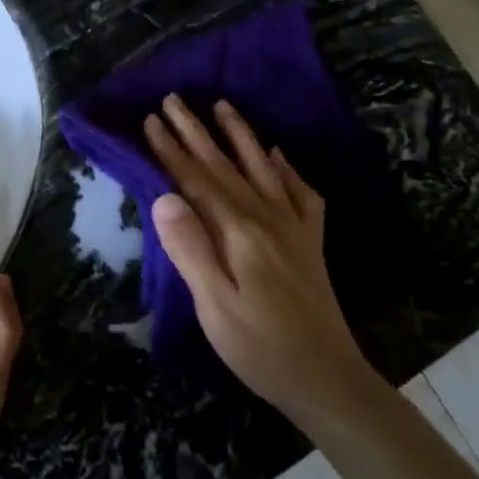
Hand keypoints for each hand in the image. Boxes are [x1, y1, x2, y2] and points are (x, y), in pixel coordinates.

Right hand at [144, 95, 369, 415]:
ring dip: (240, 135)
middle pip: (225, 166)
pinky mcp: (311, 242)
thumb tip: (163, 197)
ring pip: (262, 168)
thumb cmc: (260, 347)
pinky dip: (287, 169)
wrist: (327, 379)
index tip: (150, 120)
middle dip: (196, 131)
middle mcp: (268, 218)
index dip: (171, 150)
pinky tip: (278, 155)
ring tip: (223, 106)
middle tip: (173, 99)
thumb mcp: (214, 305)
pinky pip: (301, 193)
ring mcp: (294, 227)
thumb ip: (190, 248)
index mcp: (239, 232)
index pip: (197, 180)